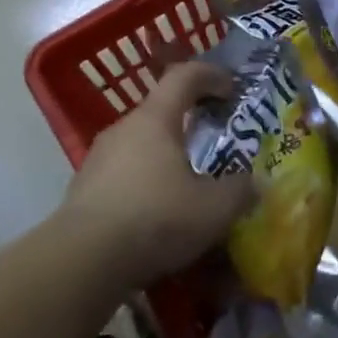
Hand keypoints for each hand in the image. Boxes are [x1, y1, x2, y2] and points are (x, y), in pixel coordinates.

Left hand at [61, 62, 255, 291]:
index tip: (232, 89)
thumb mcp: (214, 209)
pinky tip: (157, 215)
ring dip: (166, 157)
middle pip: (161, 112)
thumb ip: (240, 191)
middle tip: (214, 143)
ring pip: (141, 145)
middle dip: (190, 122)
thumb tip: (255, 184)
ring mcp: (98, 159)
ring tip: (187, 185)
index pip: (184, 76)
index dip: (211, 76)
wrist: (81, 261)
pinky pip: (123, 175)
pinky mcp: (83, 190)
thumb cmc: (155, 218)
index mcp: (155, 119)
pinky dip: (145, 184)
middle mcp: (124, 129)